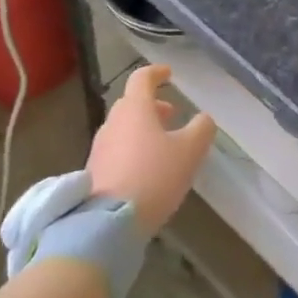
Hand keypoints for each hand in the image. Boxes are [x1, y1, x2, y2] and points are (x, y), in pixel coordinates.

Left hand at [87, 66, 215, 233]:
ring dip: (142, 129)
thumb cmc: (154, 176)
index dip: (157, 72)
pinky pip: (116, 151)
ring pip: (123, 128)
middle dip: (152, 105)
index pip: (142, 78)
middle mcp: (113, 123)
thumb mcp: (190, 151)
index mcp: (135, 108)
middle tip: (171, 115)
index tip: (169, 74)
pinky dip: (133, 150)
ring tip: (163, 145)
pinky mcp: (94, 173)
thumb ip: (201, 128)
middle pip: (131, 104)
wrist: (109, 224)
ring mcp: (100, 148)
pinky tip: (147, 170)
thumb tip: (203, 118)